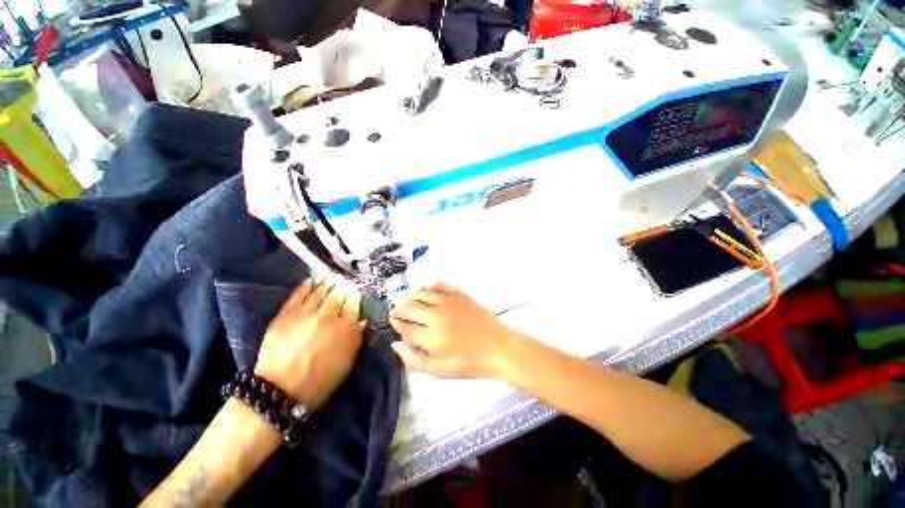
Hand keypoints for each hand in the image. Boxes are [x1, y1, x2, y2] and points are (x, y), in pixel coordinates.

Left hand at [254, 280, 363, 408]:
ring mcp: (307, 313)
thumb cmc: (320, 380)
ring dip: (326, 286)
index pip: (354, 306)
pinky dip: (305, 287)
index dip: (355, 299)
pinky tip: (310, 281)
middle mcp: (329, 316)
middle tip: (344, 284)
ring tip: (329, 280)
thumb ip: (355, 338)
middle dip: (342, 290)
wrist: (282, 389)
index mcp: (346, 328)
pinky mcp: (288, 313)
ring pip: (320, 292)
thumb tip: (360, 320)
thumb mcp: (346, 361)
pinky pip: (298, 295)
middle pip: (338, 296)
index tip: (355, 294)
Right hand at [388, 283, 515, 378]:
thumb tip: (396, 344)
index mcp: (430, 336)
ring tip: (410, 302)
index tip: (394, 322)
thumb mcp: (438, 370)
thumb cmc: (468, 362)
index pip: (404, 325)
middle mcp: (436, 314)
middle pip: (409, 306)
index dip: (396, 323)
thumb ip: (413, 359)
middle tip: (399, 313)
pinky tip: (427, 293)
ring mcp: (448, 301)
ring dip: (411, 296)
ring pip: (421, 292)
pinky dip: (428, 288)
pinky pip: (438, 285)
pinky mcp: (458, 294)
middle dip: (399, 309)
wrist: (497, 347)